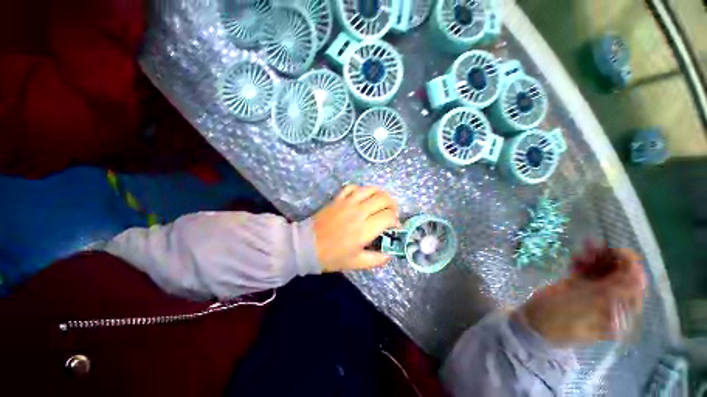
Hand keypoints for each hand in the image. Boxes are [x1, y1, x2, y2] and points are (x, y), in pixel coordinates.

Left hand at [313, 185, 399, 271]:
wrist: (307, 246)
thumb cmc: (332, 256)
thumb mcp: (356, 263)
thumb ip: (377, 259)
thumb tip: (390, 254)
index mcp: (365, 229)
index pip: (388, 216)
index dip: (396, 221)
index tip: (394, 227)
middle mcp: (359, 212)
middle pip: (383, 199)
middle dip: (392, 205)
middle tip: (391, 212)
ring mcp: (347, 203)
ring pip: (370, 189)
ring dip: (380, 194)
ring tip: (381, 201)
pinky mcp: (338, 199)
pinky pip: (352, 187)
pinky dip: (361, 189)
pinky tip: (362, 196)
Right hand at [515, 248, 645, 347]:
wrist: (532, 322)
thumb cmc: (556, 317)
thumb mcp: (584, 305)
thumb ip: (612, 292)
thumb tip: (638, 276)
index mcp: (619, 313)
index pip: (635, 285)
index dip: (629, 265)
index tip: (613, 250)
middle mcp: (613, 303)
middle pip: (620, 275)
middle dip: (608, 259)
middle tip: (590, 247)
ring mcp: (597, 295)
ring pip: (604, 271)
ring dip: (595, 258)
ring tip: (581, 250)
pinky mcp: (582, 288)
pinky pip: (590, 272)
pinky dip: (585, 263)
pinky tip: (575, 257)